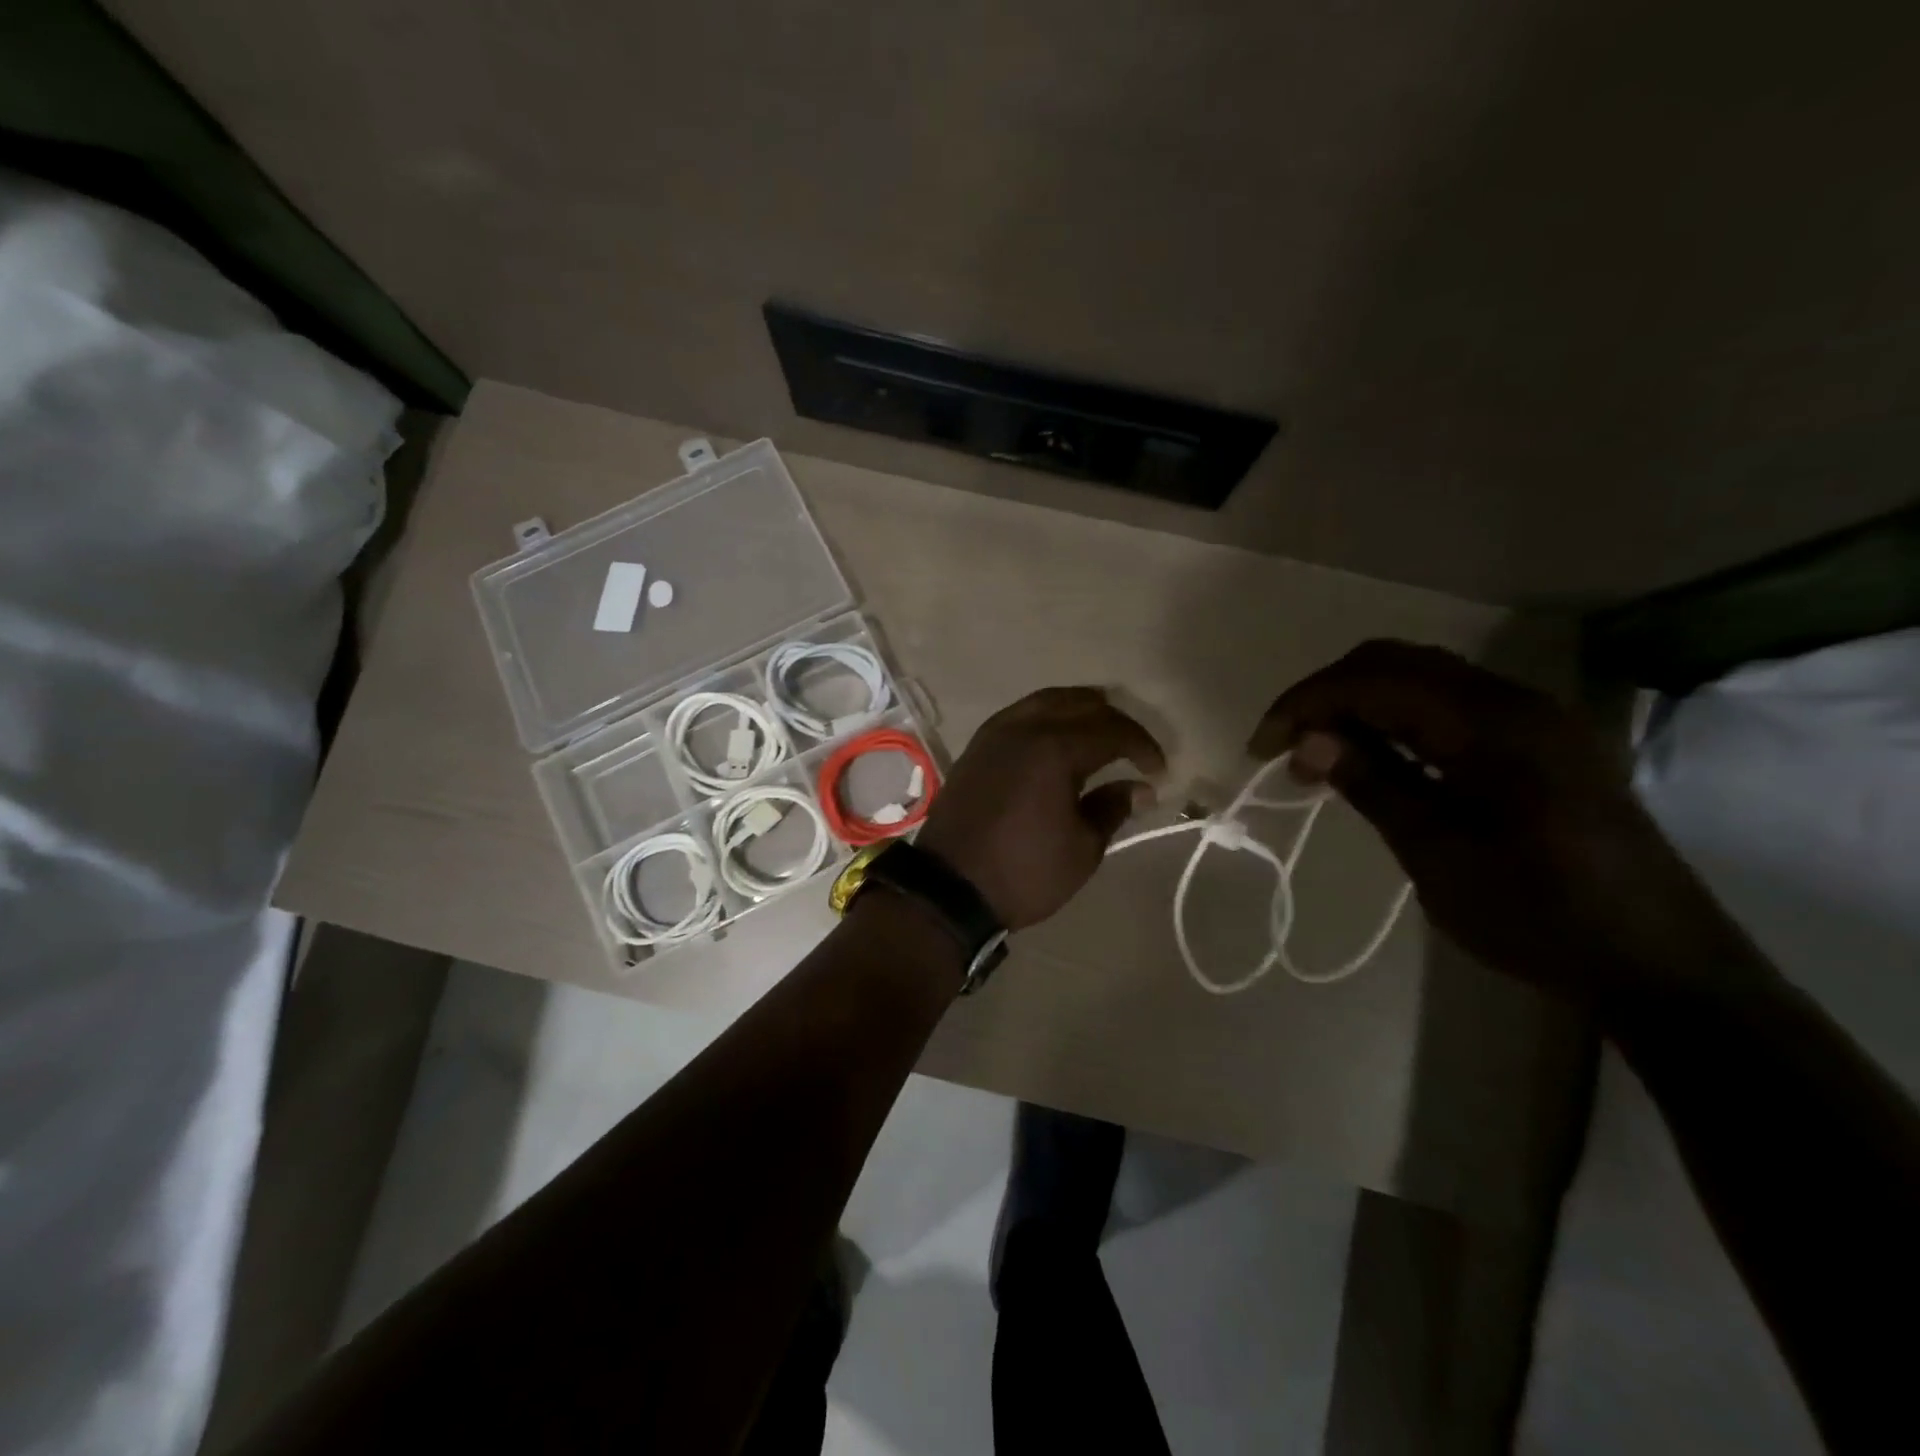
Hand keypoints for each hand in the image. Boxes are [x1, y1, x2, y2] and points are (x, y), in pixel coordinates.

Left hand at [918, 687, 1165, 929]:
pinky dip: (1049, 716)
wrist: (949, 887)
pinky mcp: (978, 746)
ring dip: (1080, 710)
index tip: (1159, 772)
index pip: (1113, 730)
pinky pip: (1021, 713)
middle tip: (1135, 750)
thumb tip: (1139, 787)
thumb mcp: (1082, 848)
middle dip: (1115, 721)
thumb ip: (1113, 808)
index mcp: (1055, 748)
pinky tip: (1059, 739)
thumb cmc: (1023, 872)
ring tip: (1102, 734)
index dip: (1143, 746)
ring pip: (1047, 700)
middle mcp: (1024, 727)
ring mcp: (996, 732)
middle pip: (1081, 704)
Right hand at [1251, 640, 1745, 1001]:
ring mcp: (1532, 718)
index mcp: (1490, 723)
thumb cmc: (1537, 914)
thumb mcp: (1436, 853)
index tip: (1261, 748)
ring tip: (1321, 756)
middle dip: (1328, 695)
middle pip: (1396, 663)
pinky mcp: (1539, 743)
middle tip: (1288, 747)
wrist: (1660, 965)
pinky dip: (1398, 720)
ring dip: (1361, 705)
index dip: (1305, 703)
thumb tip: (1309, 739)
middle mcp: (1514, 701)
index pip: (1374, 680)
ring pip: (1422, 680)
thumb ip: (1372, 783)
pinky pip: (1449, 707)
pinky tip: (1377, 759)